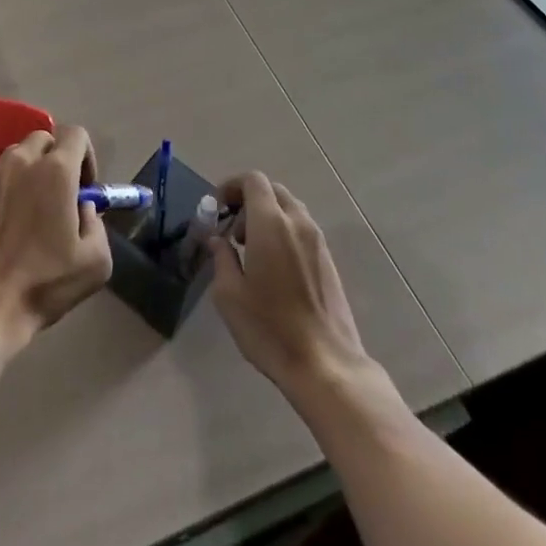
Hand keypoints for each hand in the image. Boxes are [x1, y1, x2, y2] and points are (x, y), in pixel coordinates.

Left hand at [0, 126, 113, 350]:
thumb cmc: (42, 283)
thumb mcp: (95, 262)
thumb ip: (96, 223)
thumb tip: (82, 207)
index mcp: (56, 171)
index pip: (76, 134)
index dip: (87, 156)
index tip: (85, 188)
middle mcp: (22, 161)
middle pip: (45, 139)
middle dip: (57, 159)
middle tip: (60, 195)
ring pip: (18, 155)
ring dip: (31, 171)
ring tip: (32, 209)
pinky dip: (8, 187)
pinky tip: (8, 222)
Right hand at [210, 172, 371, 397]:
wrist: (325, 364)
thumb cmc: (269, 328)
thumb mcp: (229, 295)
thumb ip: (221, 258)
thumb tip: (218, 240)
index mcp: (271, 223)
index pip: (253, 180)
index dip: (232, 186)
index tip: (217, 207)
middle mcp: (297, 223)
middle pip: (272, 191)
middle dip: (249, 200)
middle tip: (232, 230)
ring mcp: (317, 241)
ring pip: (289, 209)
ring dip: (267, 216)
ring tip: (251, 250)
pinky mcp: (328, 260)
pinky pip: (302, 229)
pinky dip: (283, 231)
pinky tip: (273, 266)